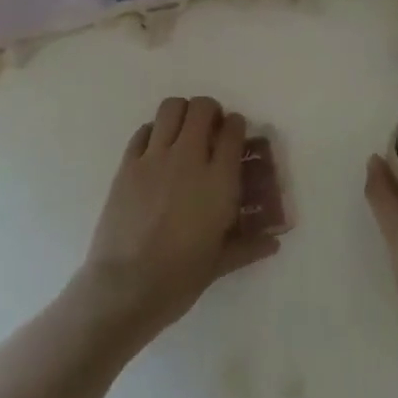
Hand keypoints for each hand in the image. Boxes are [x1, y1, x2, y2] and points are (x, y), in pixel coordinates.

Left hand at [73, 97, 279, 348]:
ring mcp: (155, 157)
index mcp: (218, 180)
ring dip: (181, 113)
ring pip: (171, 108)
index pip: (233, 130)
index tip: (234, 135)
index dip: (236, 126)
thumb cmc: (178, 279)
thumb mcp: (219, 264)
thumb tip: (273, 243)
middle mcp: (189, 158)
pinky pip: (144, 131)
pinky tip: (156, 150)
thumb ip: (248, 246)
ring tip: (183, 132)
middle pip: (202, 108)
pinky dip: (153, 132)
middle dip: (210, 112)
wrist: (124, 289)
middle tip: (210, 129)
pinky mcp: (128, 164)